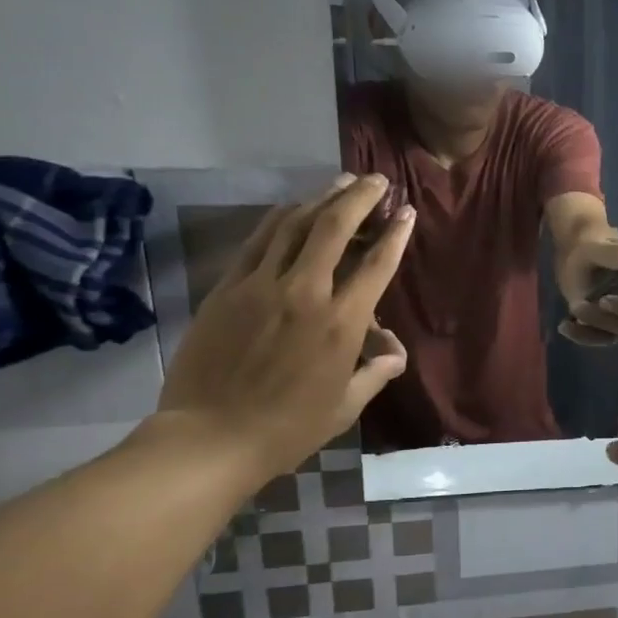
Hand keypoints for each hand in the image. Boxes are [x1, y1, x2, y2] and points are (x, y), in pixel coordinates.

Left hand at [155, 174, 413, 483]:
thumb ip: (375, 372)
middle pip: (335, 227)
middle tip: (376, 180)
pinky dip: (280, 217)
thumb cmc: (288, 428)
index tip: (407, 212)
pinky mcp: (228, 287)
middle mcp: (305, 292)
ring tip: (341, 182)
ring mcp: (261, 285)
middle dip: (360, 197)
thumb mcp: (345, 406)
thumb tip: (395, 352)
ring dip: (322, 197)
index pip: (376, 265)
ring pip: (295, 224)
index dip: (395, 235)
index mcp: (340, 324)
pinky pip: (258, 240)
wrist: (211, 437)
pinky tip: (292, 207)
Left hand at [558, 235, 617, 345]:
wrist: (573, 264)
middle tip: (597, 300)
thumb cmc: (589, 249)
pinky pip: (605, 340)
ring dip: (598, 323)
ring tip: (576, 307)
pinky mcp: (616, 330)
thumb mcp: (593, 248)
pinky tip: (565, 326)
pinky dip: (584, 337)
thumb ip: (612, 251)